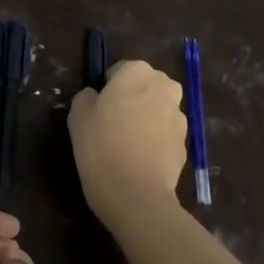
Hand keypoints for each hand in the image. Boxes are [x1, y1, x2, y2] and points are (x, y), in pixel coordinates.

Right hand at [68, 60, 188, 229]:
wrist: (135, 193)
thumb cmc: (101, 145)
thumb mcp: (77, 115)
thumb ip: (87, 96)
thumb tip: (96, 97)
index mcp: (137, 72)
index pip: (120, 70)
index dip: (108, 89)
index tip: (98, 110)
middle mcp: (164, 87)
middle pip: (145, 87)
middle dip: (133, 99)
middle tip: (112, 124)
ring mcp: (179, 116)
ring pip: (158, 110)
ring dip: (146, 120)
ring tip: (127, 146)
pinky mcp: (186, 143)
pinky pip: (165, 134)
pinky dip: (155, 141)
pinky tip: (139, 160)